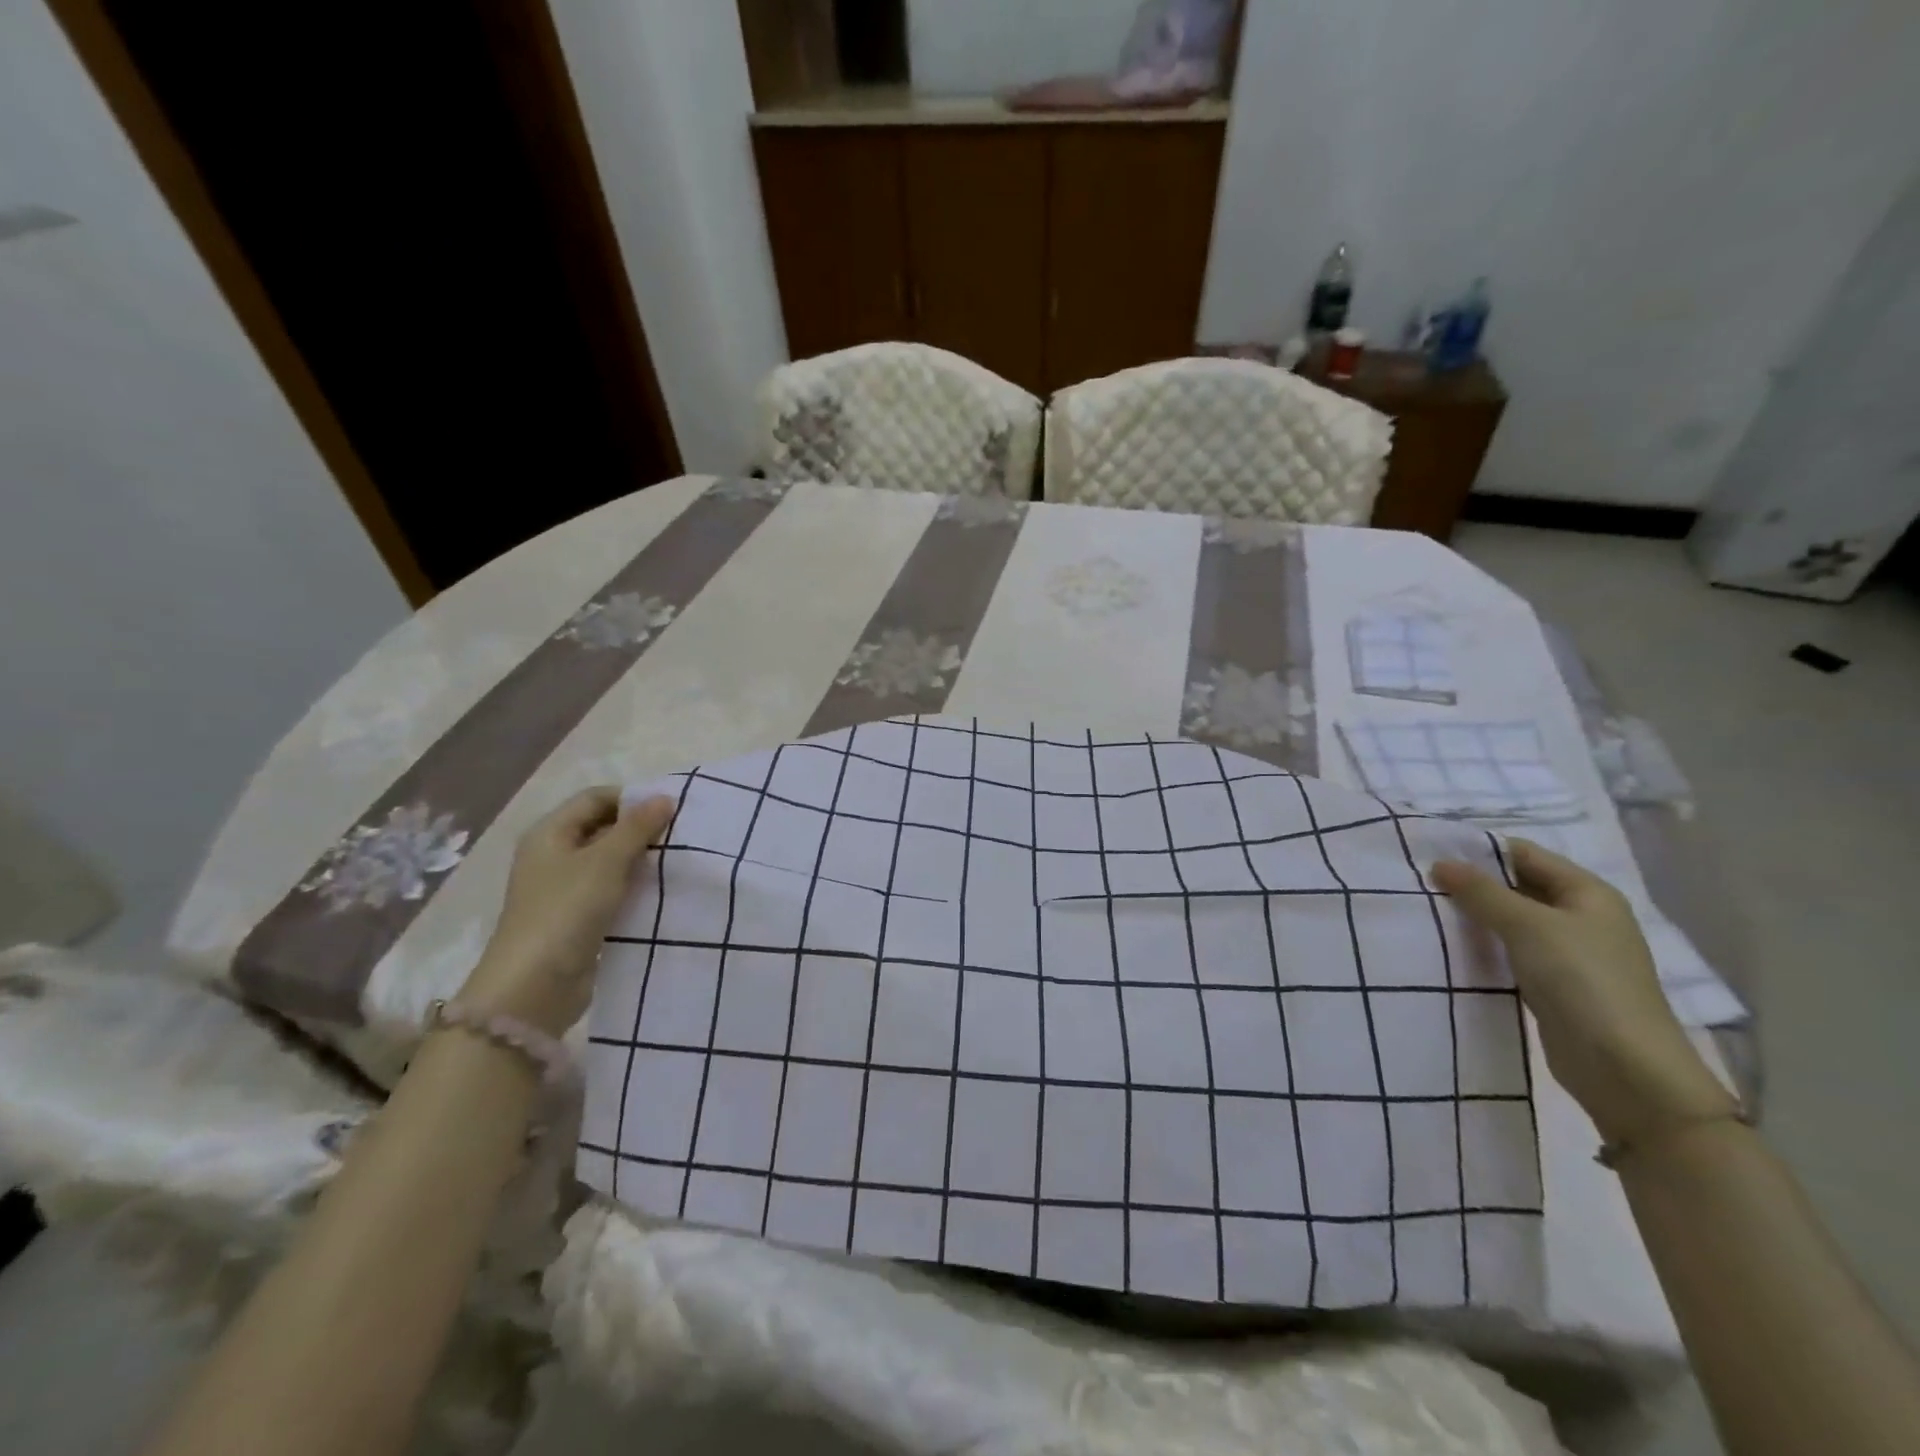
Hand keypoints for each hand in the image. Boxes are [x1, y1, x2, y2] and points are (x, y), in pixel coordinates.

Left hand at [458, 789, 675, 1035]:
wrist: (535, 986)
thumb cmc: (566, 911)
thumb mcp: (605, 862)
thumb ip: (637, 828)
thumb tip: (665, 797)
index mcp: (549, 833)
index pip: (595, 798)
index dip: (631, 798)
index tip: (670, 809)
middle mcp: (553, 855)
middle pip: (602, 827)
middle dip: (640, 828)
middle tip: (679, 834)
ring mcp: (563, 888)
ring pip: (609, 861)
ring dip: (640, 859)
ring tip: (676, 860)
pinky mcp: (576, 917)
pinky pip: (611, 890)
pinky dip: (634, 886)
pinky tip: (660, 890)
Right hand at [1432, 838, 1734, 1145]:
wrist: (1624, 1069)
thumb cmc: (1582, 980)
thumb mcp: (1528, 926)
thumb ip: (1481, 892)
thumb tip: (1440, 864)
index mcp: (1587, 893)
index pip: (1525, 854)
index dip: (1480, 850)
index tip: (1430, 852)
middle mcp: (1581, 917)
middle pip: (1518, 886)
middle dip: (1472, 884)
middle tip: (1419, 881)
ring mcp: (1569, 954)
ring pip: (1512, 921)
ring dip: (1475, 917)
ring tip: (1426, 910)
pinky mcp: (1554, 985)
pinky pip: (1511, 952)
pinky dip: (1483, 946)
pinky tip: (1450, 946)